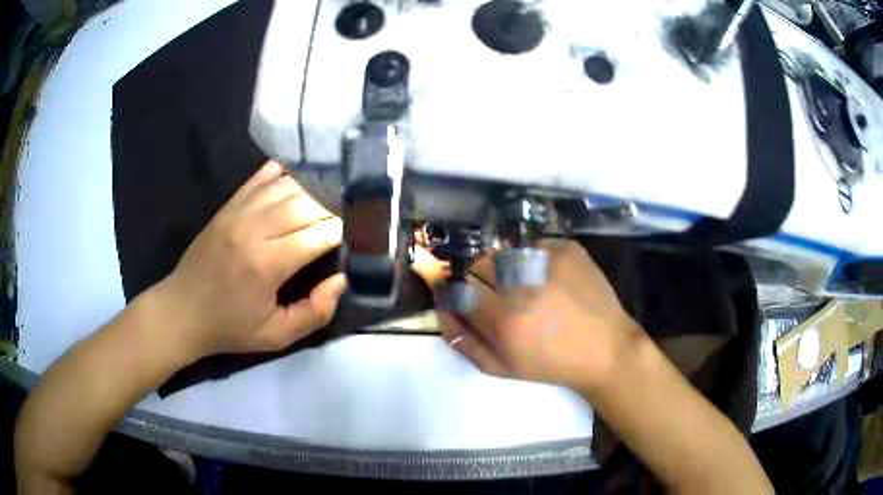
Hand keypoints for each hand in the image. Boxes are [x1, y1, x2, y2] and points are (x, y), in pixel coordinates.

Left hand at [153, 161, 345, 359]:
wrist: (182, 311)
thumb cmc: (230, 327)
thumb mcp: (276, 336)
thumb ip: (314, 312)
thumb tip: (342, 280)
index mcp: (267, 264)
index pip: (319, 233)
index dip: (345, 229)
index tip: (362, 231)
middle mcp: (254, 229)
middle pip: (306, 203)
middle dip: (335, 205)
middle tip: (353, 210)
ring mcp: (238, 212)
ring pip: (286, 186)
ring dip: (314, 187)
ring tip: (334, 193)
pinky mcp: (227, 206)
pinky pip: (260, 178)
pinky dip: (283, 172)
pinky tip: (299, 175)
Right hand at [438, 240, 641, 392]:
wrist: (606, 349)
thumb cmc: (551, 365)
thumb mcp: (501, 368)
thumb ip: (463, 341)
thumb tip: (440, 310)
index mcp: (505, 320)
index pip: (458, 289)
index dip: (456, 293)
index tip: (462, 297)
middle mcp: (524, 284)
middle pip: (480, 264)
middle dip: (482, 279)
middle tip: (501, 297)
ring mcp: (548, 260)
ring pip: (506, 252)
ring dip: (507, 268)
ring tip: (528, 288)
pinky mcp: (568, 248)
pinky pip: (534, 245)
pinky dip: (533, 259)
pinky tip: (549, 279)